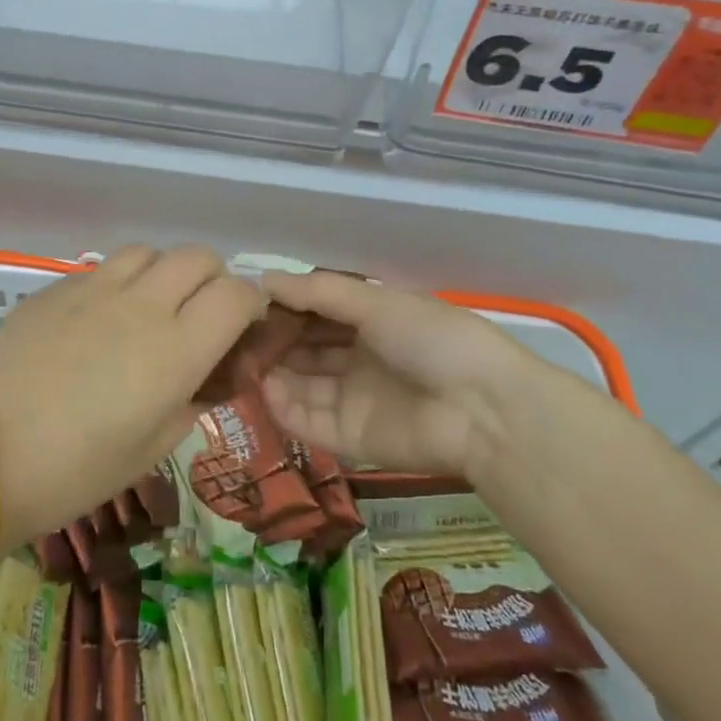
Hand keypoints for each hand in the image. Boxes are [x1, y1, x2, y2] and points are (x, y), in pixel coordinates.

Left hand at [0, 245, 263, 544]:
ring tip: (147, 309)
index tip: (240, 328)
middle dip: (212, 279)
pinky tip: (97, 320)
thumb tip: (205, 378)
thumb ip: (191, 402)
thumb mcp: (153, 449)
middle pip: (198, 257)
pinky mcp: (55, 287)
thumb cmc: (77, 470)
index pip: (237, 295)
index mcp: (177, 349)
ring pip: (149, 252)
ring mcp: (95, 289)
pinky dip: (117, 284)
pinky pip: (102, 268)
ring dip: (162, 274)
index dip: (249, 306)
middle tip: (197, 316)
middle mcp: (143, 305)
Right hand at [258, 269, 580, 482]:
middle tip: (237, 335)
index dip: (286, 307)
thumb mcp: (376, 303)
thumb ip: (318, 292)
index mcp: (373, 324)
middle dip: (274, 341)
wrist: (483, 409)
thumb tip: (263, 279)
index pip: (318, 314)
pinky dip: (284, 408)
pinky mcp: (350, 440)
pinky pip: (308, 422)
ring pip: (301, 386)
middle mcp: (360, 361)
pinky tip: (264, 390)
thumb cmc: (432, 340)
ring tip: (244, 362)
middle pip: (306, 350)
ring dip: (273, 373)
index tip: (250, 302)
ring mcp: (354, 402)